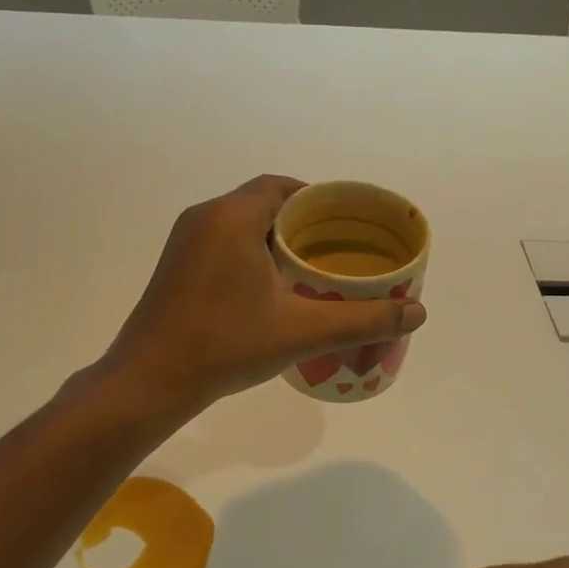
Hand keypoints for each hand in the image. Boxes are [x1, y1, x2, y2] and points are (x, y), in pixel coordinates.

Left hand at [103, 175, 426, 412]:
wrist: (150, 380)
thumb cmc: (226, 345)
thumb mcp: (302, 331)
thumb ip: (362, 319)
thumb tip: (418, 313)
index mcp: (232, 216)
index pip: (283, 186)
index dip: (317, 199)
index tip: (346, 222)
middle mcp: (204, 217)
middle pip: (263, 202)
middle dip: (300, 222)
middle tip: (335, 249)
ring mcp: (184, 242)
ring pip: (240, 224)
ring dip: (273, 239)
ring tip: (310, 269)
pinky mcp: (174, 267)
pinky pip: (221, 243)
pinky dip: (250, 253)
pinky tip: (270, 288)